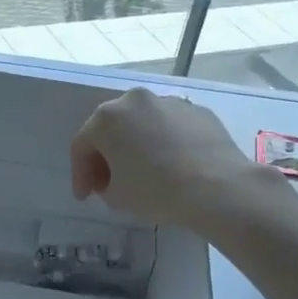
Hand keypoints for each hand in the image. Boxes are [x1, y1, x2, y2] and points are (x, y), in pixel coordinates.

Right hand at [71, 88, 264, 228]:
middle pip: (112, 128)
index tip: (85, 198)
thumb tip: (115, 180)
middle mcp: (136, 100)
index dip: (80, 175)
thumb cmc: (156, 190)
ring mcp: (170, 102)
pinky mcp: (198, 111)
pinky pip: (170, 128)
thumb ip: (105, 185)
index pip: (82, 146)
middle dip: (107, 156)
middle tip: (109, 183)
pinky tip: (172, 167)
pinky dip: (165, 144)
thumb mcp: (117, 197)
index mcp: (107, 118)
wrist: (217, 187)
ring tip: (143, 173)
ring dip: (136, 146)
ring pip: (143, 125)